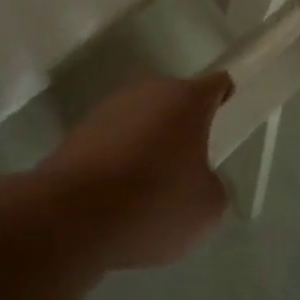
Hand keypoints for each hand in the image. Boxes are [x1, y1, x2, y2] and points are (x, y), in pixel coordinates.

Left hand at [43, 72, 233, 269]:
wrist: (72, 214)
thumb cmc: (153, 203)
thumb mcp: (206, 209)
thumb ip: (213, 187)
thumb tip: (200, 181)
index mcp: (186, 99)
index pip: (216, 84)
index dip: (224, 96)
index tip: (227, 112)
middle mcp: (148, 91)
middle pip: (175, 100)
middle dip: (183, 125)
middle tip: (190, 161)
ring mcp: (110, 108)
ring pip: (141, 118)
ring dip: (149, 140)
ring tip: (151, 184)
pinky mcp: (80, 130)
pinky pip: (113, 139)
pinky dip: (120, 158)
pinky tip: (118, 193)